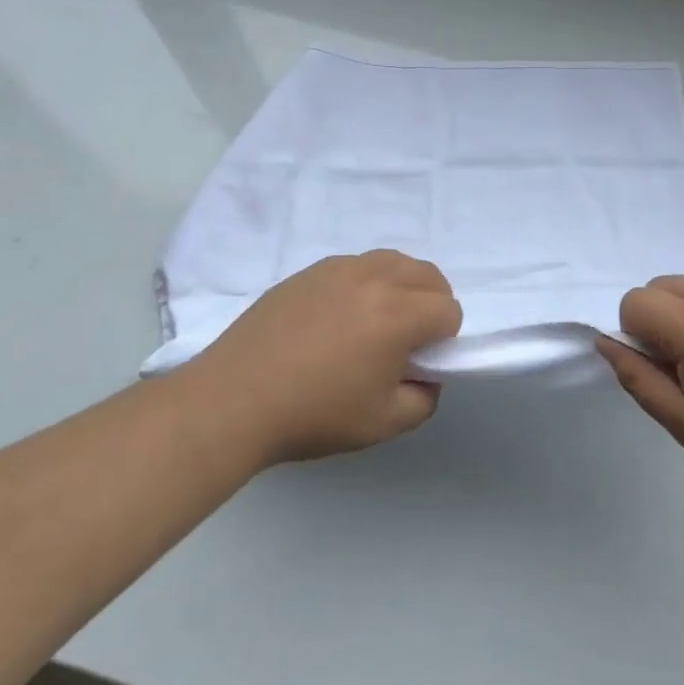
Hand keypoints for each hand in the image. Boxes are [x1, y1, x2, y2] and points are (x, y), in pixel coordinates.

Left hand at [196, 250, 460, 464]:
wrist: (234, 400)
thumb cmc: (314, 414)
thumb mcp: (384, 423)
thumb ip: (425, 398)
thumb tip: (427, 375)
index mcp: (399, 314)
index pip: (449, 310)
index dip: (445, 339)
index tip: (419, 362)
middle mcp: (375, 278)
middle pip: (429, 275)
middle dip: (432, 303)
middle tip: (408, 339)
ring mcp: (340, 269)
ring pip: (394, 261)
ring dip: (403, 285)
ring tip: (379, 320)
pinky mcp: (310, 271)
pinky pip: (357, 264)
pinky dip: (367, 282)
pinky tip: (341, 316)